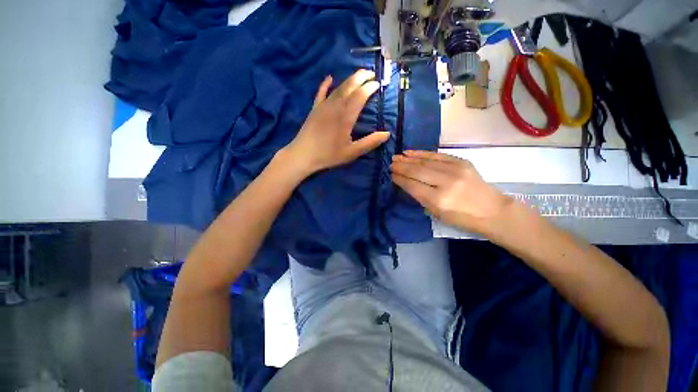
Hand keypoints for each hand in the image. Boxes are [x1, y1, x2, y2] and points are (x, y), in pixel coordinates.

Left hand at [284, 70, 390, 174]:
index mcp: (346, 116)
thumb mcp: (352, 152)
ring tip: (359, 75)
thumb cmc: (329, 155)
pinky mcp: (315, 108)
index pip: (361, 95)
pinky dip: (325, 84)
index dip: (370, 87)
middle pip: (350, 86)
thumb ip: (370, 142)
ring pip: (338, 87)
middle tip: (372, 73)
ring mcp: (324, 105)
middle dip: (362, 77)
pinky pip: (321, 92)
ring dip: (350, 79)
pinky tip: (329, 78)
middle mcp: (335, 106)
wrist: (303, 155)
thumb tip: (387, 134)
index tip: (378, 84)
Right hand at [390, 150, 513, 234]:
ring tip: (397, 156)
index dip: (399, 178)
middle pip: (417, 171)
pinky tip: (411, 152)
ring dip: (408, 158)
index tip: (389, 174)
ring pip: (425, 161)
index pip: (412, 185)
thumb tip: (405, 182)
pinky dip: (422, 153)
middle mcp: (445, 183)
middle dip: (401, 166)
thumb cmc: (462, 218)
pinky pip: (437, 155)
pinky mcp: (461, 161)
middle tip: (390, 162)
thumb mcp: (437, 213)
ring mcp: (455, 170)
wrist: (492, 210)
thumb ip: (420, 197)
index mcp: (438, 200)